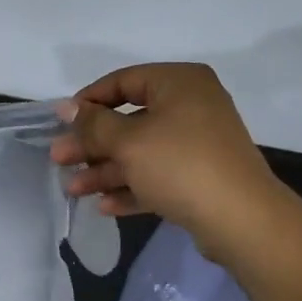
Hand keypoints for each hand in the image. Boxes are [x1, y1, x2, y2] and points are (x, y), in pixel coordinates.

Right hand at [50, 63, 286, 247]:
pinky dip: (131, 187)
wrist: (242, 220)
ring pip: (140, 151)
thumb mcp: (127, 141)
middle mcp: (191, 106)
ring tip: (74, 190)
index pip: (122, 81)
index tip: (61, 122)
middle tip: (59, 160)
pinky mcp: (200, 177)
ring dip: (105, 170)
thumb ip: (93, 123)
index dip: (88, 101)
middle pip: (128, 120)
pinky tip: (104, 205)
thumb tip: (66, 106)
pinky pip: (158, 175)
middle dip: (91, 144)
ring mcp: (198, 143)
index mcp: (178, 83)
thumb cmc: (180, 165)